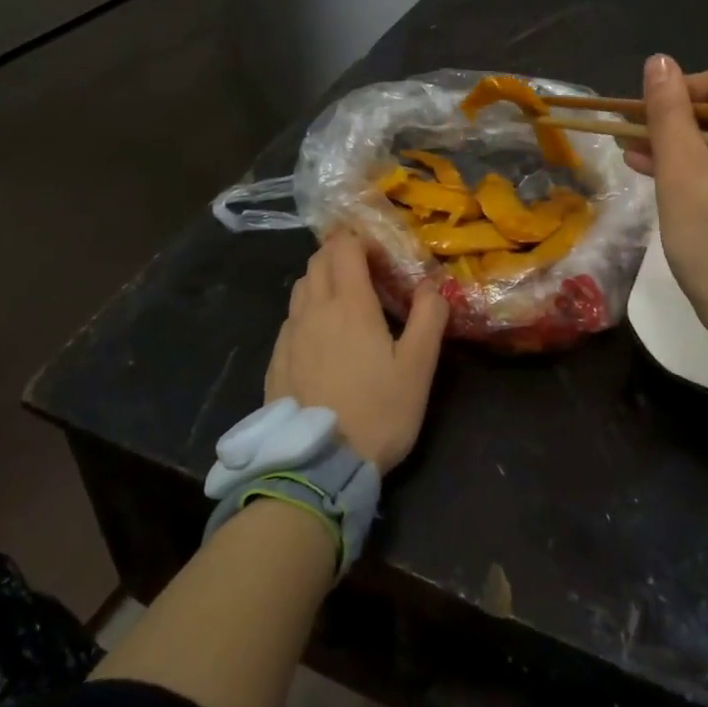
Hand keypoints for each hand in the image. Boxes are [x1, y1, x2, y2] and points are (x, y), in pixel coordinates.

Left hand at [264, 232, 449, 472]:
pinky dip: (307, 310)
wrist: (319, 466)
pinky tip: (321, 337)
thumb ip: (428, 318)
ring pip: (300, 287)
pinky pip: (290, 319)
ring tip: (344, 299)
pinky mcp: (276, 361)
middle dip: (340, 254)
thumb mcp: (418, 367)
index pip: (344, 248)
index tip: (381, 254)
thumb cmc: (378, 412)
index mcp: (349, 305)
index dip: (361, 240)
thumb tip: (432, 285)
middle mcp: (313, 310)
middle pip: (318, 261)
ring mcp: (289, 336)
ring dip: (321, 279)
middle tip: (366, 270)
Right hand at [625, 56, 707, 350]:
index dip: (676, 93)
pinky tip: (663, 173)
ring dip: (682, 144)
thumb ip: (668, 114)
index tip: (640, 119)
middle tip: (631, 139)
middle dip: (674, 121)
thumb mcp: (682, 174)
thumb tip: (658, 61)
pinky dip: (702, 165)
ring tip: (637, 156)